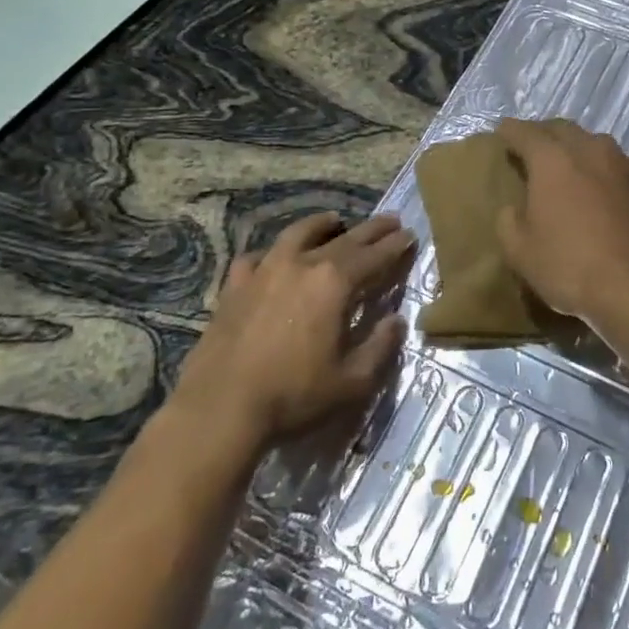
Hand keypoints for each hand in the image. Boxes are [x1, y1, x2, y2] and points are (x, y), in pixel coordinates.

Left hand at [172, 213, 413, 447]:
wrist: (219, 409)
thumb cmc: (293, 396)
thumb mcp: (351, 381)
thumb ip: (380, 347)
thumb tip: (397, 320)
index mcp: (334, 283)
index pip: (374, 256)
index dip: (394, 245)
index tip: (409, 234)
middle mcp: (302, 264)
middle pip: (344, 239)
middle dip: (370, 230)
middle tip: (389, 220)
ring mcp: (264, 271)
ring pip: (298, 234)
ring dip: (321, 225)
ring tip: (333, 219)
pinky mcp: (234, 286)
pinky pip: (257, 258)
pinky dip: (272, 253)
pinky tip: (273, 258)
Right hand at [494, 118, 628, 325]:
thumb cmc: (568, 267)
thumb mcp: (519, 251)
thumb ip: (509, 220)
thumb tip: (515, 208)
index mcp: (551, 160)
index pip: (524, 132)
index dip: (510, 131)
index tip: (502, 132)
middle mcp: (589, 149)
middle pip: (562, 130)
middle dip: (545, 135)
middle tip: (534, 150)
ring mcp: (625, 162)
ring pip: (597, 144)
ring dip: (582, 150)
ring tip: (575, 167)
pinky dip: (618, 170)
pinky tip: (618, 185)